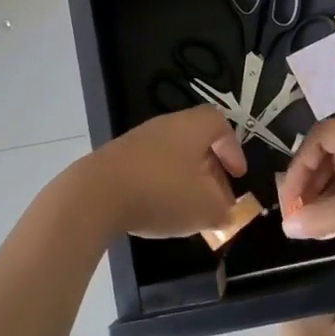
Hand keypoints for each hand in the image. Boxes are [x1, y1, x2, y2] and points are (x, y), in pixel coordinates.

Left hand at [69, 107, 248, 239]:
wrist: (96, 194)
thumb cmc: (161, 193)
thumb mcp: (205, 208)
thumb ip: (223, 210)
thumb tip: (226, 212)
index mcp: (191, 127)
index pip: (219, 123)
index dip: (233, 148)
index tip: (238, 175)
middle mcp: (165, 126)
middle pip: (196, 141)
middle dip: (211, 171)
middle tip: (217, 199)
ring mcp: (137, 140)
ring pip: (172, 156)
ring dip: (186, 180)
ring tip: (189, 211)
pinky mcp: (116, 159)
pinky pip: (149, 167)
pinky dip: (161, 186)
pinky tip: (158, 211)